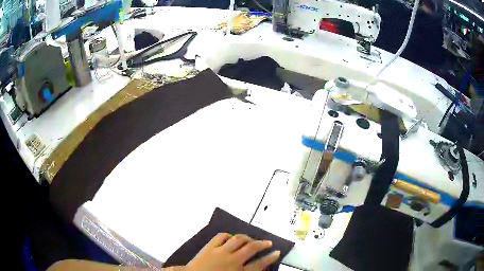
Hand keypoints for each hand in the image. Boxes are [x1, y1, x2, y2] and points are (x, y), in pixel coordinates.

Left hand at [185, 233, 279, 270]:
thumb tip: (255, 269)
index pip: (259, 264)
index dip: (270, 258)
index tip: (276, 252)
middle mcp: (233, 260)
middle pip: (251, 248)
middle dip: (262, 244)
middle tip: (268, 242)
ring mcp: (221, 251)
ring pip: (238, 240)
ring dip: (247, 237)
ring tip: (252, 238)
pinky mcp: (209, 247)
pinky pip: (221, 236)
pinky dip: (229, 235)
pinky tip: (232, 237)